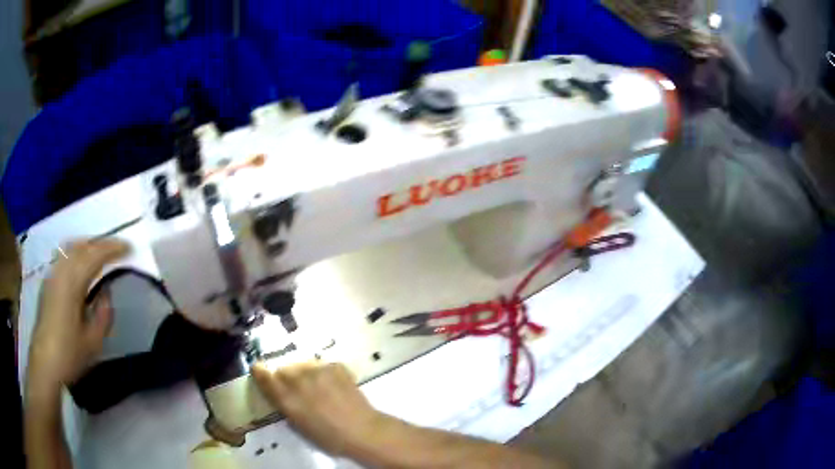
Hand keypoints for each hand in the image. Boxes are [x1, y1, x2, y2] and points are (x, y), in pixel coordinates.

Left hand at [27, 239, 128, 393]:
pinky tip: (81, 264)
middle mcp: (61, 271)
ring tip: (101, 252)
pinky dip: (77, 253)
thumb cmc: (69, 354)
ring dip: (88, 246)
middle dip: (101, 244)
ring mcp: (52, 275)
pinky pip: (64, 257)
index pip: (95, 255)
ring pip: (71, 248)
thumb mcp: (93, 341)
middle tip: (118, 248)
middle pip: (82, 246)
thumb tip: (106, 292)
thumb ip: (103, 314)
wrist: (45, 362)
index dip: (113, 249)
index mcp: (72, 283)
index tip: (129, 248)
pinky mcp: (48, 282)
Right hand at [252, 361, 386, 455]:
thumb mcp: (298, 424)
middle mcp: (297, 378)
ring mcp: (317, 369)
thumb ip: (285, 404)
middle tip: (299, 390)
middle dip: (286, 377)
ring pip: (302, 364)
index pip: (262, 374)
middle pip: (283, 368)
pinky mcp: (335, 365)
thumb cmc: (328, 436)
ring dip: (305, 373)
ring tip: (318, 387)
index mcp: (286, 396)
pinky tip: (333, 385)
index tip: (261, 372)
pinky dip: (324, 373)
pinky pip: (322, 366)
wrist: (361, 430)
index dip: (260, 372)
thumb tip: (280, 393)